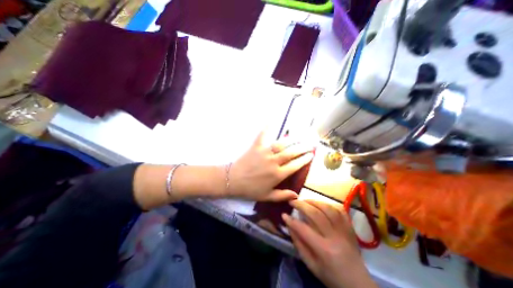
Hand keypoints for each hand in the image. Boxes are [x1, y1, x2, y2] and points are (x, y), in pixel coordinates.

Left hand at [229, 132, 316, 200]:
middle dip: (303, 148)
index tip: (311, 155)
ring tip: (300, 136)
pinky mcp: (256, 147)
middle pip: (292, 153)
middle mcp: (274, 162)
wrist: (233, 181)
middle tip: (310, 144)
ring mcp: (265, 152)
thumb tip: (296, 196)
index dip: (304, 159)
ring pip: (282, 144)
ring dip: (293, 139)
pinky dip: (267, 128)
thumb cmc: (250, 190)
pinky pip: (263, 135)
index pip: (295, 165)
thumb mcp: (267, 196)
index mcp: (277, 175)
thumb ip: (282, 196)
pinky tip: (272, 120)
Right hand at [281, 201, 375, 287]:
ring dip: (314, 201)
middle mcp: (335, 237)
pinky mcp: (350, 227)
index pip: (304, 229)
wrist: (358, 283)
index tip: (283, 214)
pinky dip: (329, 204)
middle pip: (316, 214)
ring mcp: (344, 230)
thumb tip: (289, 225)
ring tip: (305, 200)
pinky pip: (340, 210)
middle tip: (292, 201)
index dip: (291, 221)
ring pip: (328, 209)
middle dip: (301, 205)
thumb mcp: (311, 265)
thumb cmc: (331, 276)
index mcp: (324, 250)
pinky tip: (320, 204)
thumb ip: (299, 244)